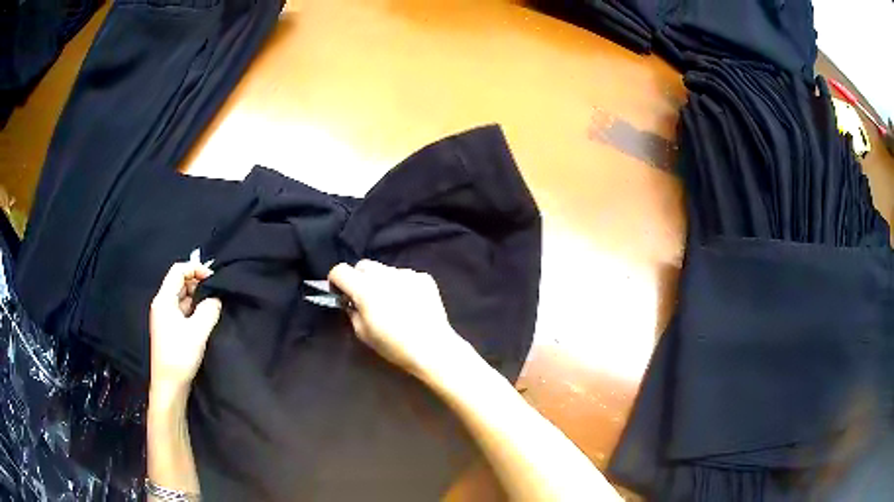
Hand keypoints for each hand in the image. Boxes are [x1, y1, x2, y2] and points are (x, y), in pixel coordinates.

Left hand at [150, 261, 221, 393]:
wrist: (169, 386)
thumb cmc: (179, 355)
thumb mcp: (198, 331)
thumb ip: (209, 310)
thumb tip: (216, 299)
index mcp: (164, 299)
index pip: (178, 270)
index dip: (196, 268)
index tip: (214, 278)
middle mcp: (162, 304)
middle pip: (179, 282)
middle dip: (198, 282)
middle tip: (217, 291)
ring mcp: (165, 317)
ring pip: (182, 297)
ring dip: (198, 297)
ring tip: (214, 304)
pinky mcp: (170, 329)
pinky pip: (183, 310)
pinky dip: (194, 309)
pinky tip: (206, 318)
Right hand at [328, 260, 471, 380]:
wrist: (433, 348)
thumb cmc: (394, 346)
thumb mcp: (363, 333)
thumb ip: (352, 311)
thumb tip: (350, 301)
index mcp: (365, 289)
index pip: (340, 270)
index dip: (336, 281)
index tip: (340, 294)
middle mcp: (385, 275)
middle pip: (363, 266)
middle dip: (358, 279)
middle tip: (364, 298)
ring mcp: (407, 274)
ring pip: (385, 270)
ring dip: (382, 281)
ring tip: (391, 303)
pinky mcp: (424, 278)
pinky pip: (405, 276)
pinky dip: (402, 285)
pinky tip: (410, 304)